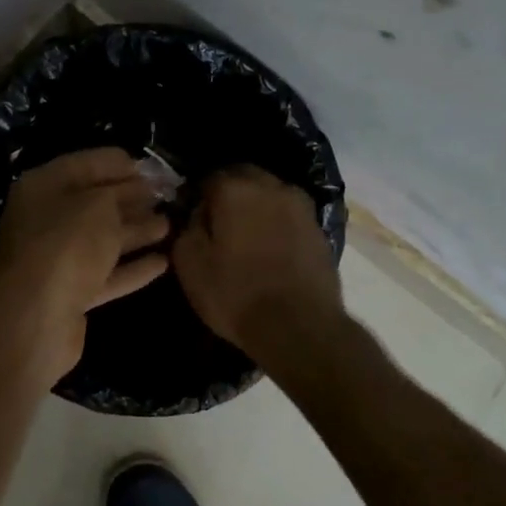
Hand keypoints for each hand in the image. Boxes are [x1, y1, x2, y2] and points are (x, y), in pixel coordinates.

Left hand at [0, 148, 171, 380]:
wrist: (36, 316)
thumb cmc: (67, 244)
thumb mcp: (99, 205)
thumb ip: (120, 194)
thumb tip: (137, 192)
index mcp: (43, 187)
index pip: (84, 165)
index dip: (117, 164)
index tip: (149, 168)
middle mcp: (45, 220)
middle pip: (93, 204)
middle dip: (129, 199)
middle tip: (165, 196)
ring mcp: (56, 260)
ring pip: (102, 240)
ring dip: (135, 232)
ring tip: (170, 225)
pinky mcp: (69, 295)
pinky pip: (105, 275)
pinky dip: (132, 268)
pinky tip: (163, 262)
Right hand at [172, 166, 343, 363]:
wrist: (300, 327)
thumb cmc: (236, 293)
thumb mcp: (189, 263)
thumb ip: (187, 226)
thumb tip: (196, 213)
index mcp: (235, 188)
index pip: (207, 177)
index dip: (197, 197)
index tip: (192, 219)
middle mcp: (271, 186)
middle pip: (242, 178)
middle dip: (228, 194)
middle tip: (218, 225)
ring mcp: (300, 205)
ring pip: (269, 193)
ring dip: (255, 206)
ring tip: (245, 237)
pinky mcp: (319, 228)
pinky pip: (288, 215)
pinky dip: (276, 224)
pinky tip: (270, 249)